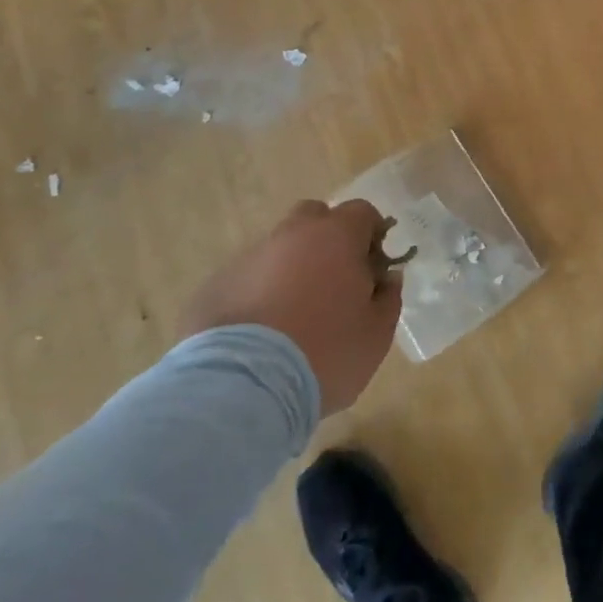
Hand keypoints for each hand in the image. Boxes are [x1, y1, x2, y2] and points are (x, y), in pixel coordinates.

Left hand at [178, 198, 402, 413]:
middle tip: (334, 282)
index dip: (372, 235)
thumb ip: (388, 298)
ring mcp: (248, 258)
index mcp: (336, 236)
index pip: (362, 212)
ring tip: (292, 316)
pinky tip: (259, 335)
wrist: (241, 389)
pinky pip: (246, 280)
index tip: (374, 267)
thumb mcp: (376, 334)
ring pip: (277, 249)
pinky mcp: (214, 287)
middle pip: (314, 217)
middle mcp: (291, 234)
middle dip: (327, 239)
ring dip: (290, 269)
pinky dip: (257, 295)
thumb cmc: (325, 353)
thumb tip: (387, 278)